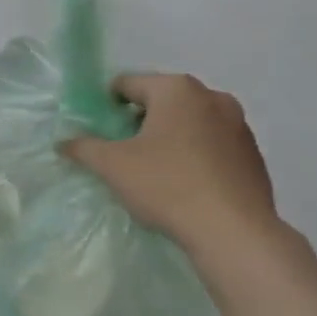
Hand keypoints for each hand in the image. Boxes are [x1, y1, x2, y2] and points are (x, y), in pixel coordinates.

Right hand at [61, 73, 278, 257]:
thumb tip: (63, 143)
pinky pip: (213, 144)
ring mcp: (239, 125)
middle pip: (161, 101)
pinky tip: (185, 184)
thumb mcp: (112, 166)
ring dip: (169, 137)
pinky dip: (195, 155)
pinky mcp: (253, 154)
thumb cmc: (167, 185)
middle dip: (139, 121)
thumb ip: (83, 148)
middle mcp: (212, 97)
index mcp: (177, 90)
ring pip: (189, 122)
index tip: (98, 132)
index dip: (106, 105)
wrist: (233, 231)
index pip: (127, 84)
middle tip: (122, 151)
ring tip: (153, 169)